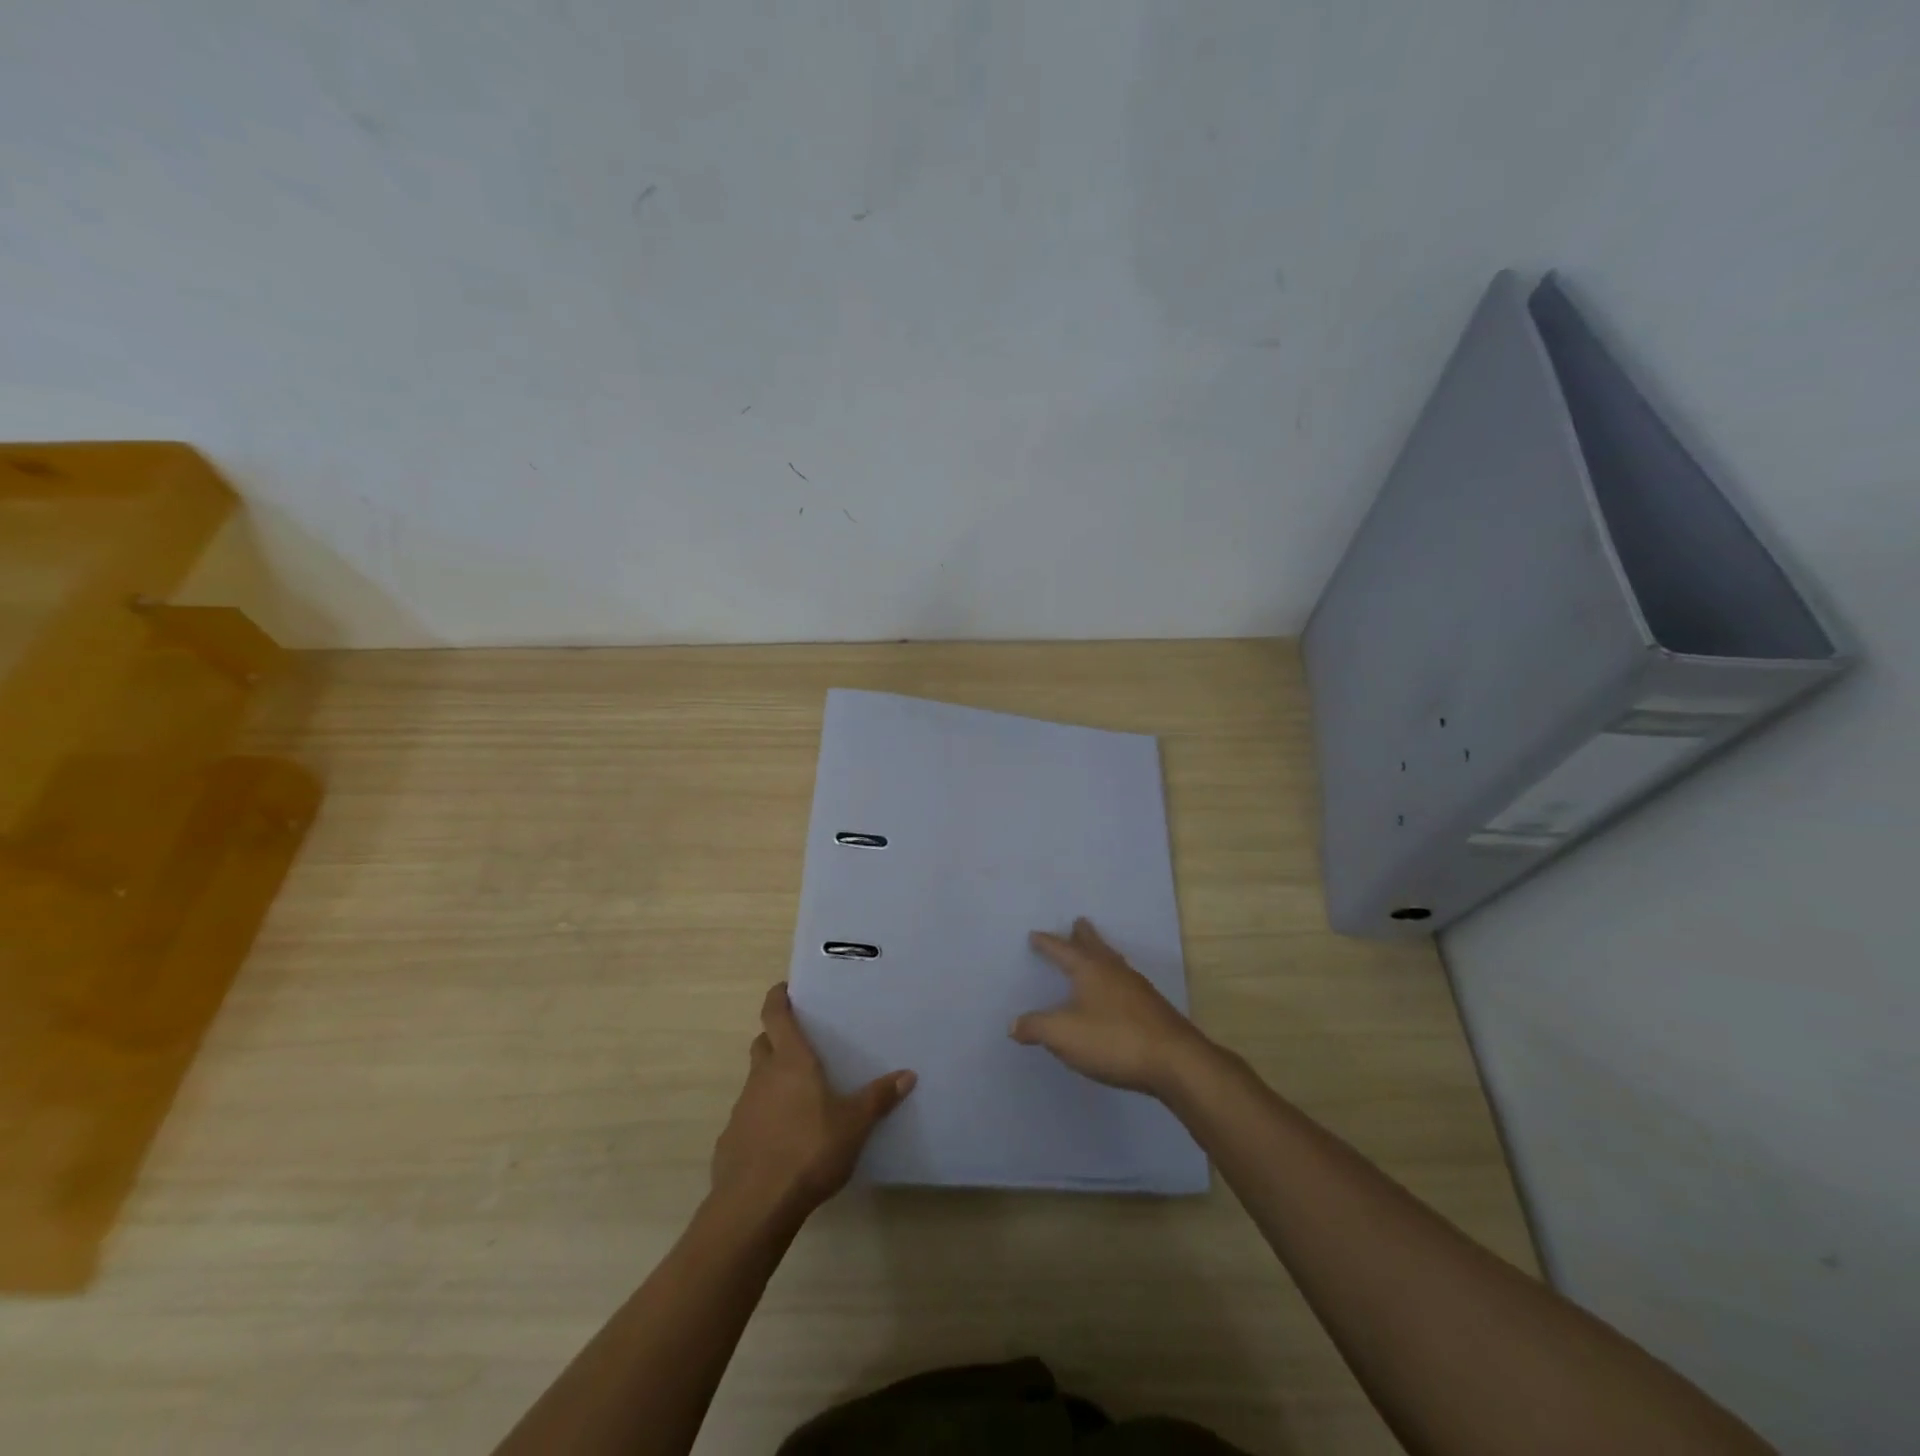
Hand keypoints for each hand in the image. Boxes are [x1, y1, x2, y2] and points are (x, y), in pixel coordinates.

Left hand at [710, 984, 915, 1220]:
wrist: (755, 1205)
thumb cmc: (809, 1150)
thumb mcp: (854, 1124)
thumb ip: (878, 1098)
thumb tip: (908, 1074)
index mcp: (791, 1061)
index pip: (776, 1015)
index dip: (777, 998)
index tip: (784, 989)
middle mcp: (762, 1076)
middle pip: (763, 1044)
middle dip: (776, 1039)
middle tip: (800, 1045)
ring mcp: (742, 1108)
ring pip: (755, 1081)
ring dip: (771, 1080)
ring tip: (798, 1097)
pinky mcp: (731, 1141)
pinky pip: (748, 1117)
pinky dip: (762, 1118)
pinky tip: (781, 1140)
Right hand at [1010, 918, 1212, 1097]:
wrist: (1174, 1060)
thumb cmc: (1113, 1039)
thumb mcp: (1063, 1035)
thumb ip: (1036, 1027)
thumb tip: (1013, 1024)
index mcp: (1089, 969)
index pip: (1062, 950)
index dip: (1047, 943)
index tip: (1035, 934)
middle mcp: (1113, 970)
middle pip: (1095, 945)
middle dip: (1083, 935)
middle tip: (1077, 922)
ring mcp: (1136, 987)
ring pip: (1113, 961)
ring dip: (1101, 952)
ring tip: (1095, 951)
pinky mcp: (1151, 1007)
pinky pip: (1125, 981)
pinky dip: (1113, 976)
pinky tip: (1116, 990)